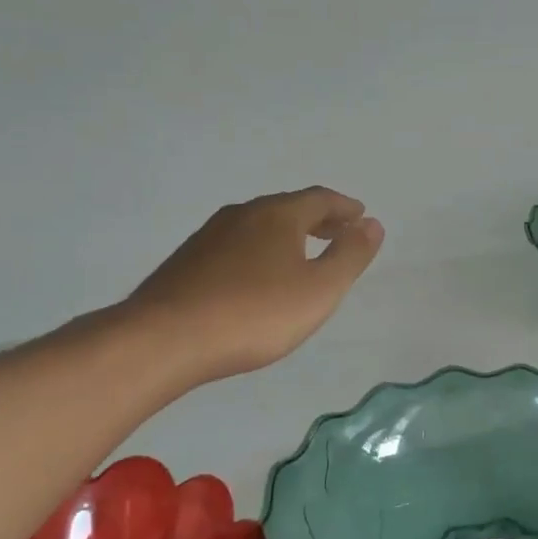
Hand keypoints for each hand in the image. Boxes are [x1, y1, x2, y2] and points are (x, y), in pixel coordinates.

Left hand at [124, 187, 383, 383]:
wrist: (165, 339)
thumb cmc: (255, 313)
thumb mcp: (319, 289)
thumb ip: (350, 255)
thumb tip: (372, 223)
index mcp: (277, 215)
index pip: (319, 199)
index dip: (344, 207)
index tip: (361, 216)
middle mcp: (242, 215)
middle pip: (288, 208)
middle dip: (317, 218)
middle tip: (338, 232)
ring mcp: (209, 237)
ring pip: (259, 226)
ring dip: (287, 234)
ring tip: (302, 254)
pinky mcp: (187, 262)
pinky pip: (237, 245)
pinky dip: (260, 251)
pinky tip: (258, 277)